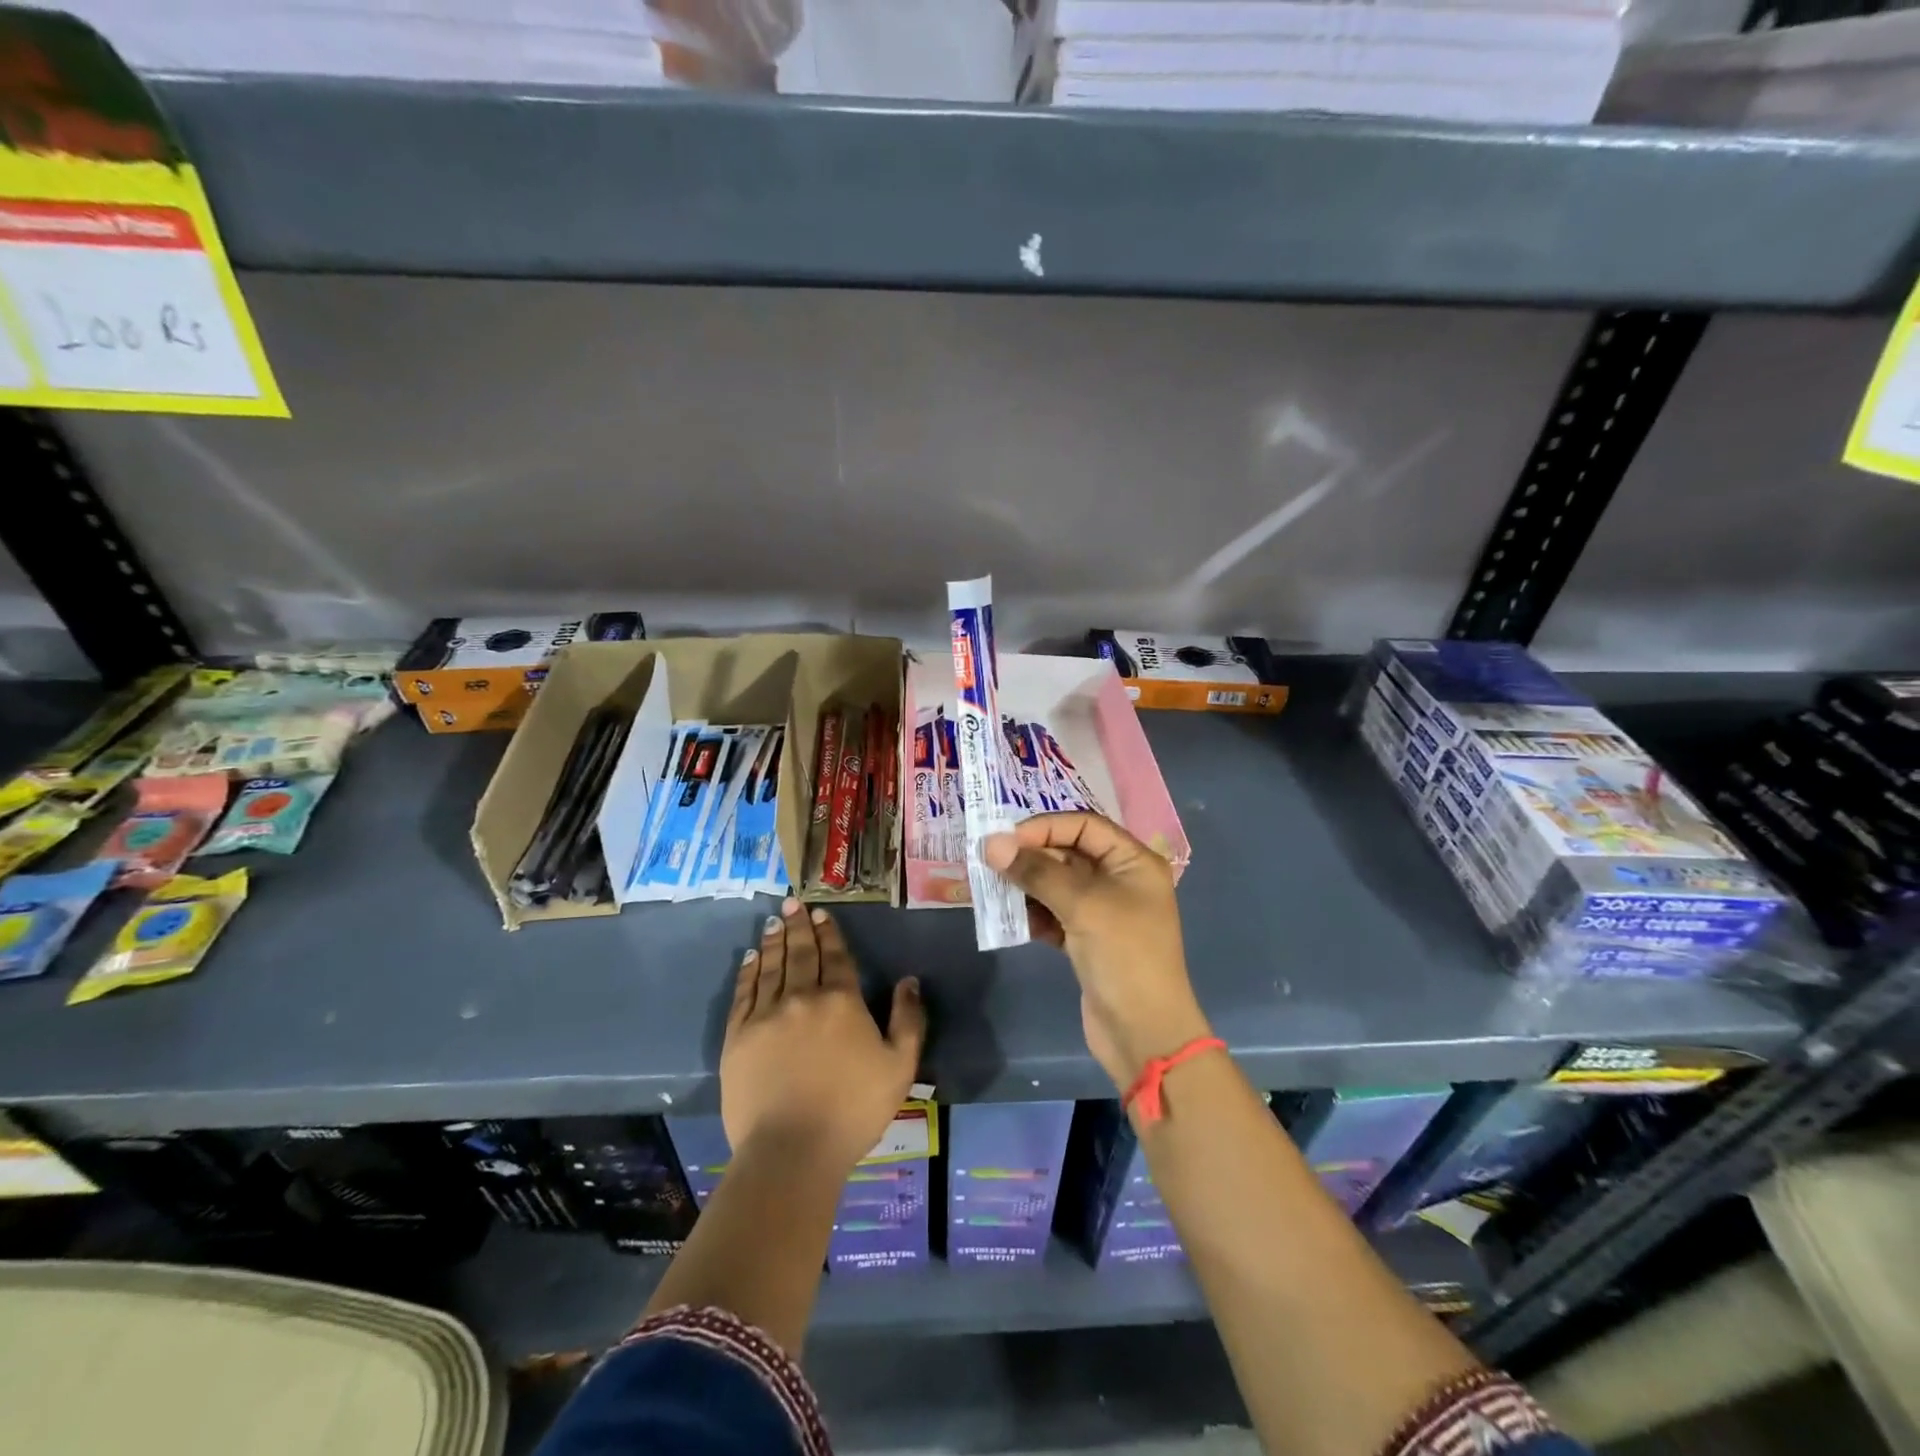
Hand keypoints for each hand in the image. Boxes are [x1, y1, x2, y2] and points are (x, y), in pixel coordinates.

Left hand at [721, 897, 926, 1171]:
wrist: (792, 1151)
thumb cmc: (853, 1109)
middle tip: (792, 902)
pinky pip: (743, 994)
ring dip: (774, 941)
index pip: (835, 956)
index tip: (821, 913)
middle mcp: (802, 997)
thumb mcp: (900, 1066)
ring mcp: (766, 1015)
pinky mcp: (738, 1037)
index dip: (829, 933)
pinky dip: (748, 972)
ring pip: (771, 967)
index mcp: (842, 1001)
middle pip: (801, 953)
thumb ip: (908, 1019)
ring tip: (774, 922)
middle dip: (798, 926)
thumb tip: (909, 980)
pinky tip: (751, 958)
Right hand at [984, 813, 1210, 1091]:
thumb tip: (991, 844)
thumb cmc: (1124, 957)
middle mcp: (1120, 880)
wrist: (1144, 1034)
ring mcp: (1103, 911)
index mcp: (1133, 861)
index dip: (1044, 827)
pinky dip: (1033, 914)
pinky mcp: (1086, 940)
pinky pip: (1053, 914)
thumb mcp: (1083, 905)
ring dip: (1026, 885)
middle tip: (989, 863)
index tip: (1005, 839)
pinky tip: (1010, 920)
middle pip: (1068, 853)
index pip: (1084, 825)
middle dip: (1030, 857)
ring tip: (993, 890)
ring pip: (1057, 884)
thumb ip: (1037, 872)